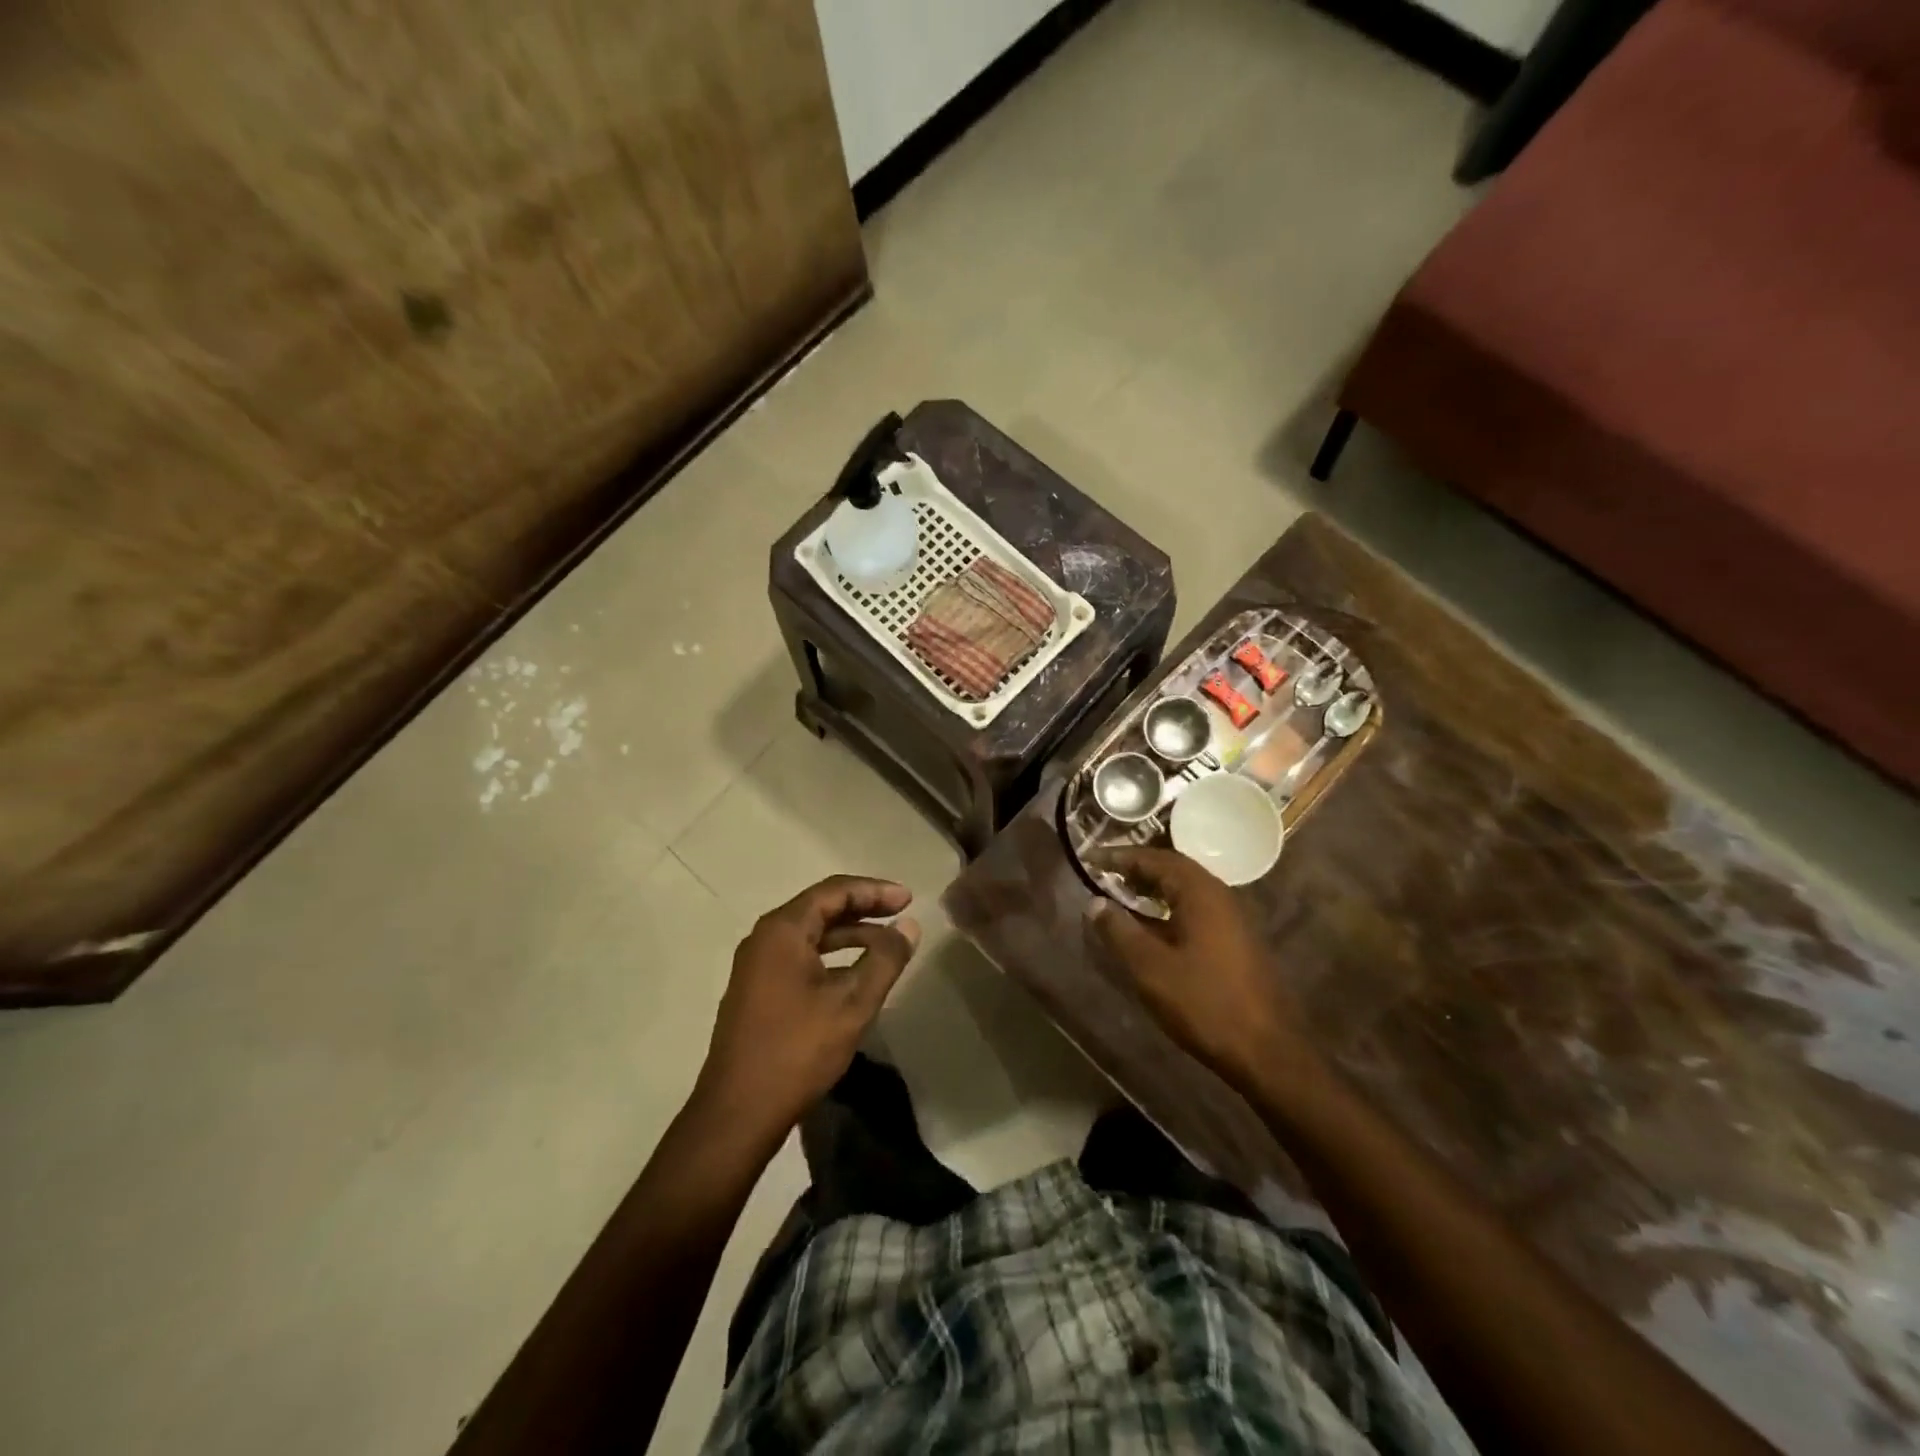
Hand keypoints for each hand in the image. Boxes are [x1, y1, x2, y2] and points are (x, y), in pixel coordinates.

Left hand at [698, 876, 919, 1142]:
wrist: (738, 1112)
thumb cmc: (797, 1050)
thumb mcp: (852, 1003)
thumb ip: (885, 958)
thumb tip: (908, 925)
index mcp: (783, 930)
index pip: (834, 891)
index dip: (874, 890)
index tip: (908, 898)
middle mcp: (764, 938)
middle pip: (820, 907)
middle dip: (864, 908)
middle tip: (902, 913)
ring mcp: (757, 966)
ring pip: (811, 934)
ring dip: (849, 933)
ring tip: (887, 943)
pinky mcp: (757, 991)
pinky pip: (800, 956)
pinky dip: (832, 955)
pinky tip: (855, 973)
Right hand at [1083, 848, 1307, 1090]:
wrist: (1267, 1051)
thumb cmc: (1204, 1003)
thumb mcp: (1150, 968)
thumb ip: (1119, 931)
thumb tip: (1094, 902)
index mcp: (1200, 893)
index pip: (1156, 858)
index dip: (1121, 856)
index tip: (1091, 859)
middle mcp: (1220, 896)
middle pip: (1173, 869)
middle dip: (1137, 869)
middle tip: (1104, 875)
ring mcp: (1232, 919)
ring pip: (1186, 890)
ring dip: (1153, 889)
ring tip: (1121, 898)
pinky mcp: (1236, 942)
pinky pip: (1195, 909)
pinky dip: (1168, 908)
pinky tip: (1152, 928)